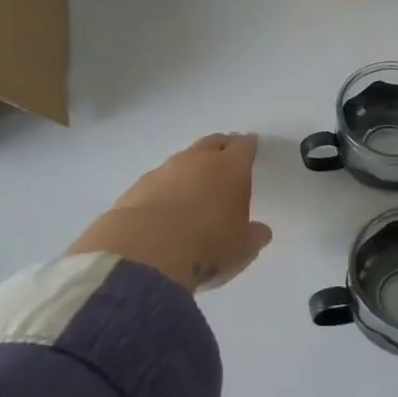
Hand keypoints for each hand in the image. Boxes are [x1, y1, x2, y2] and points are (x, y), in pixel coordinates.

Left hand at [65, 133, 273, 292]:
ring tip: (194, 187)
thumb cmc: (207, 246)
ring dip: (190, 168)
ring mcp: (164, 171)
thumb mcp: (242, 248)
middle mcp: (197, 160)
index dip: (248, 147)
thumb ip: (253, 236)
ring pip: (183, 160)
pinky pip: (158, 180)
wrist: (145, 253)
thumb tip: (260, 231)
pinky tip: (164, 206)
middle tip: (226, 157)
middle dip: (221, 147)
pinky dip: (165, 188)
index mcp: (230, 168)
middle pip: (212, 143)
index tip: (250, 147)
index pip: (243, 147)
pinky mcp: (137, 187)